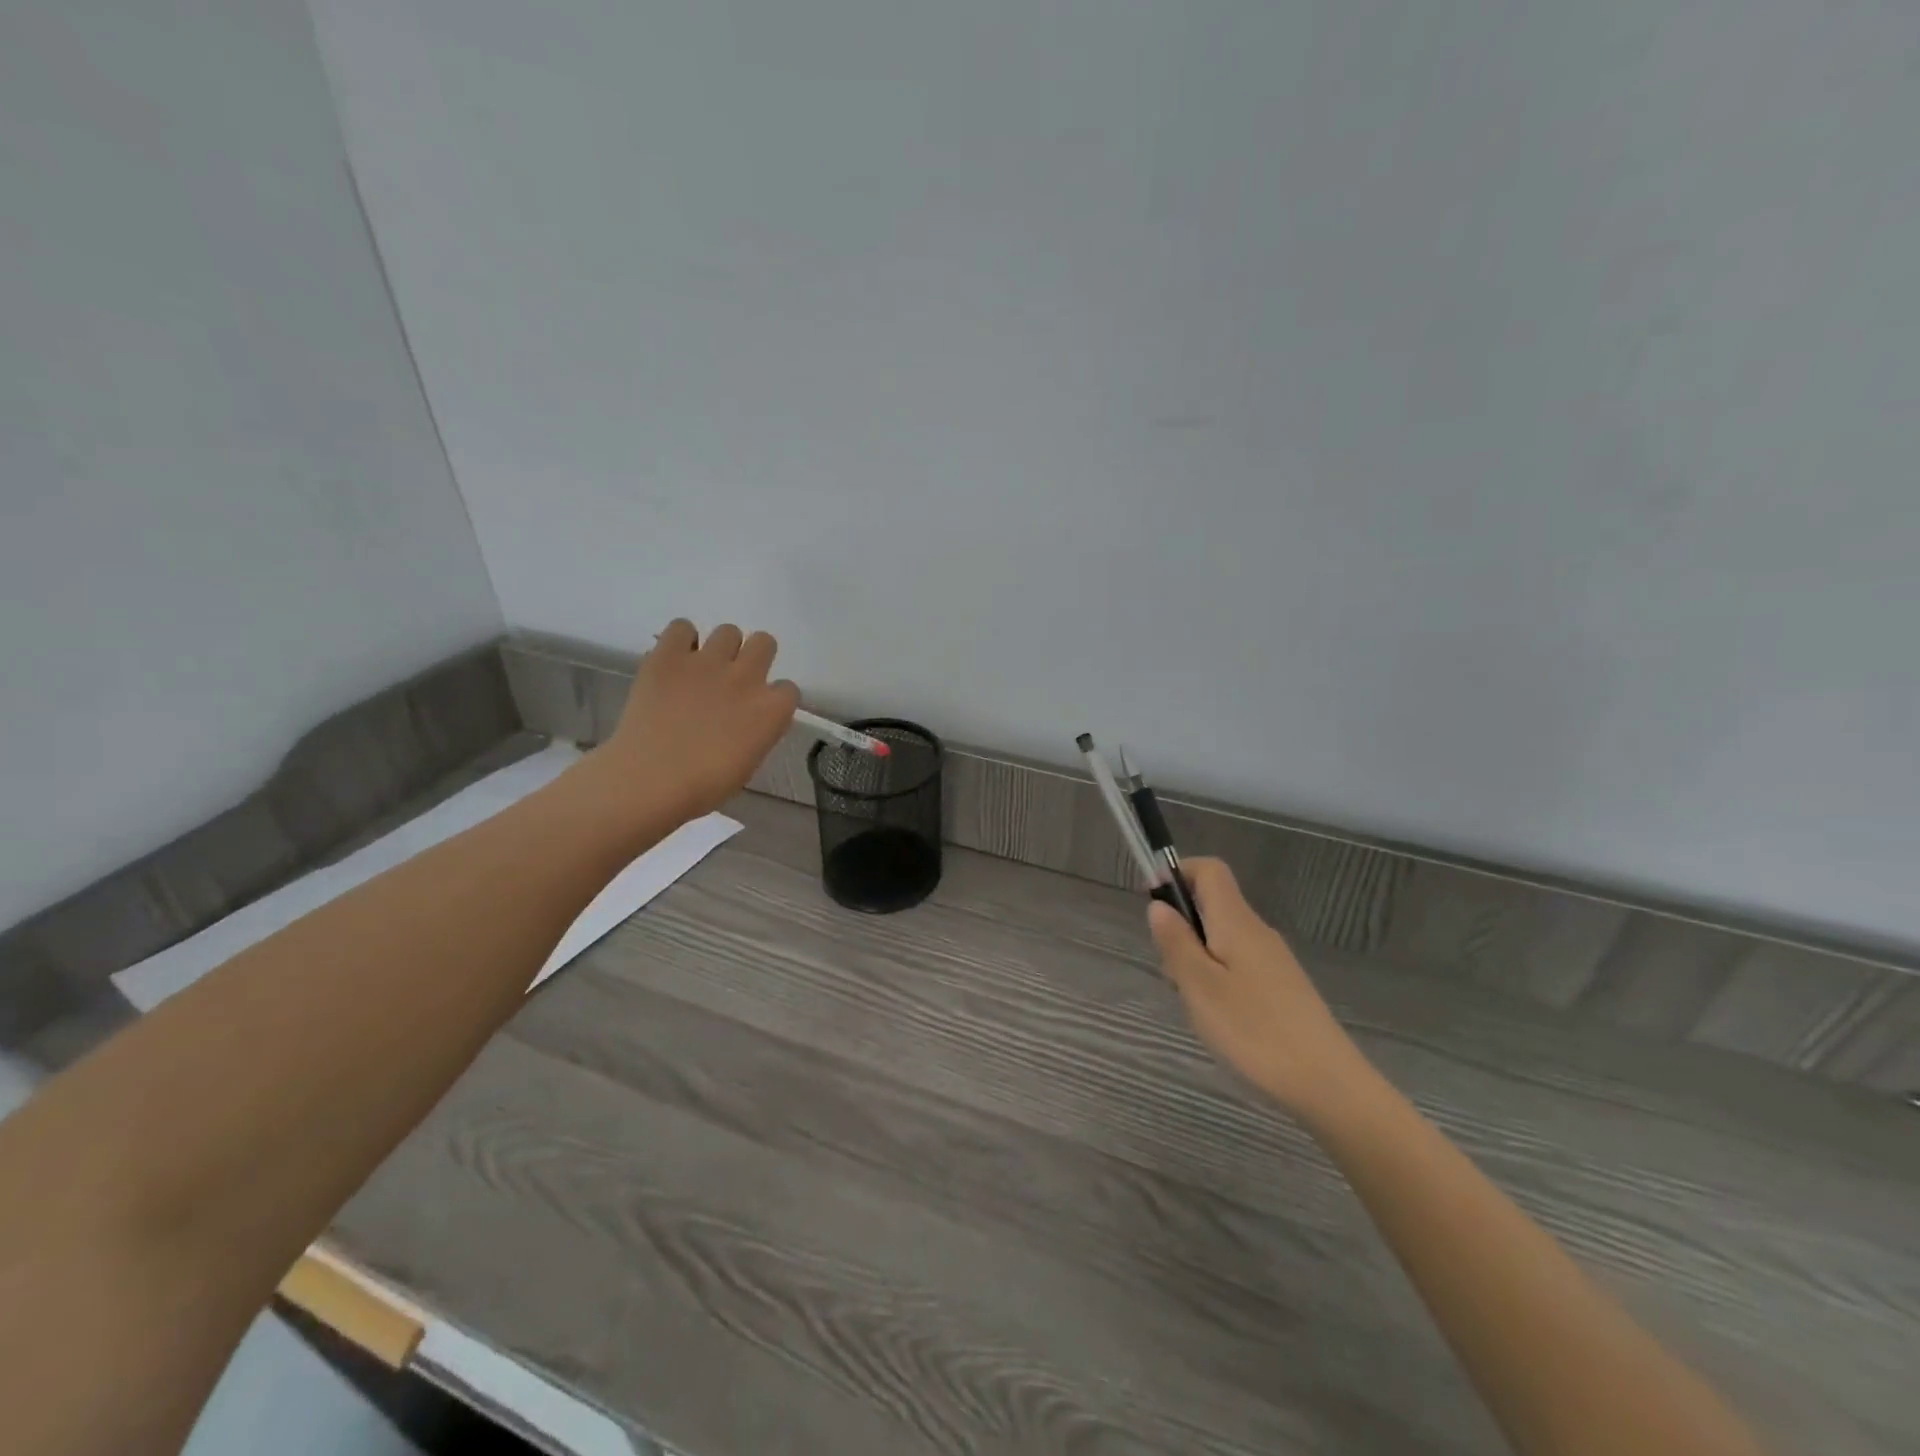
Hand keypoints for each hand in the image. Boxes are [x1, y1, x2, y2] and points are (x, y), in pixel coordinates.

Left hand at [589, 618, 799, 823]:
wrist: (649, 780)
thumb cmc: (703, 786)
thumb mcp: (748, 762)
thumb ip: (757, 731)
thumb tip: (749, 719)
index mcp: (772, 710)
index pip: (788, 689)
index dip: (772, 698)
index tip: (756, 710)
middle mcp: (747, 677)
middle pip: (765, 642)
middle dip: (753, 658)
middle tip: (732, 680)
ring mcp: (708, 662)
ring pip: (728, 631)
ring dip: (720, 648)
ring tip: (700, 670)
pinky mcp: (669, 656)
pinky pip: (682, 627)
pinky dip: (681, 641)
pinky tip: (674, 662)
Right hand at [1148, 858, 1371, 1119]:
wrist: (1329, 1086)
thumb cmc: (1255, 1032)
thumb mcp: (1200, 987)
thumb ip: (1176, 942)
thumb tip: (1158, 905)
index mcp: (1236, 922)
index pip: (1210, 870)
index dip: (1178, 873)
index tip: (1153, 902)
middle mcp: (1257, 932)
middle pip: (1212, 906)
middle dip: (1181, 928)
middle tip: (1172, 974)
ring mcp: (1274, 961)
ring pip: (1222, 940)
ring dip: (1197, 960)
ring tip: (1196, 1007)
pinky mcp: (1283, 989)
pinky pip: (1238, 965)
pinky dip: (1217, 980)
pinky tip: (1221, 1021)